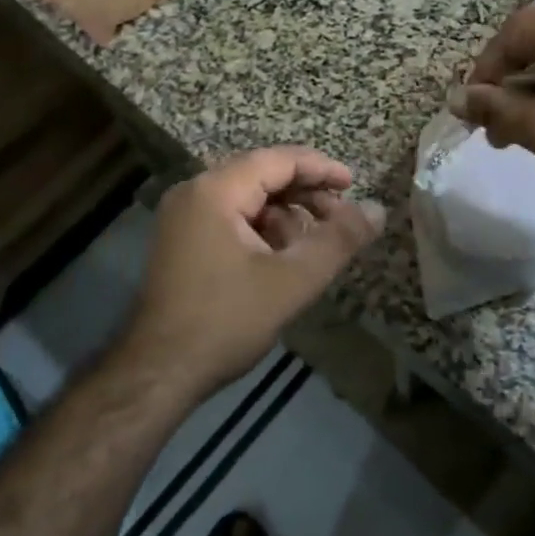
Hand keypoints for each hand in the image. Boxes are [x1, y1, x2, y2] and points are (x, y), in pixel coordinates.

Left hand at [119, 148, 384, 396]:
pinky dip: (262, 230)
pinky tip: (282, 258)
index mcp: (215, 190)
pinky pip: (231, 218)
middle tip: (340, 218)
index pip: (278, 160)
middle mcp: (194, 192)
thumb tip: (378, 209)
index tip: (354, 185)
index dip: (320, 169)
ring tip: (313, 245)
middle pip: (261, 176)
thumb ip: (338, 240)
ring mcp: (183, 217)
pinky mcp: (181, 241)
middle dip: (304, 194)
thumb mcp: (292, 281)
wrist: (156, 375)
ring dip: (285, 215)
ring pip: (248, 199)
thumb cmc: (225, 321)